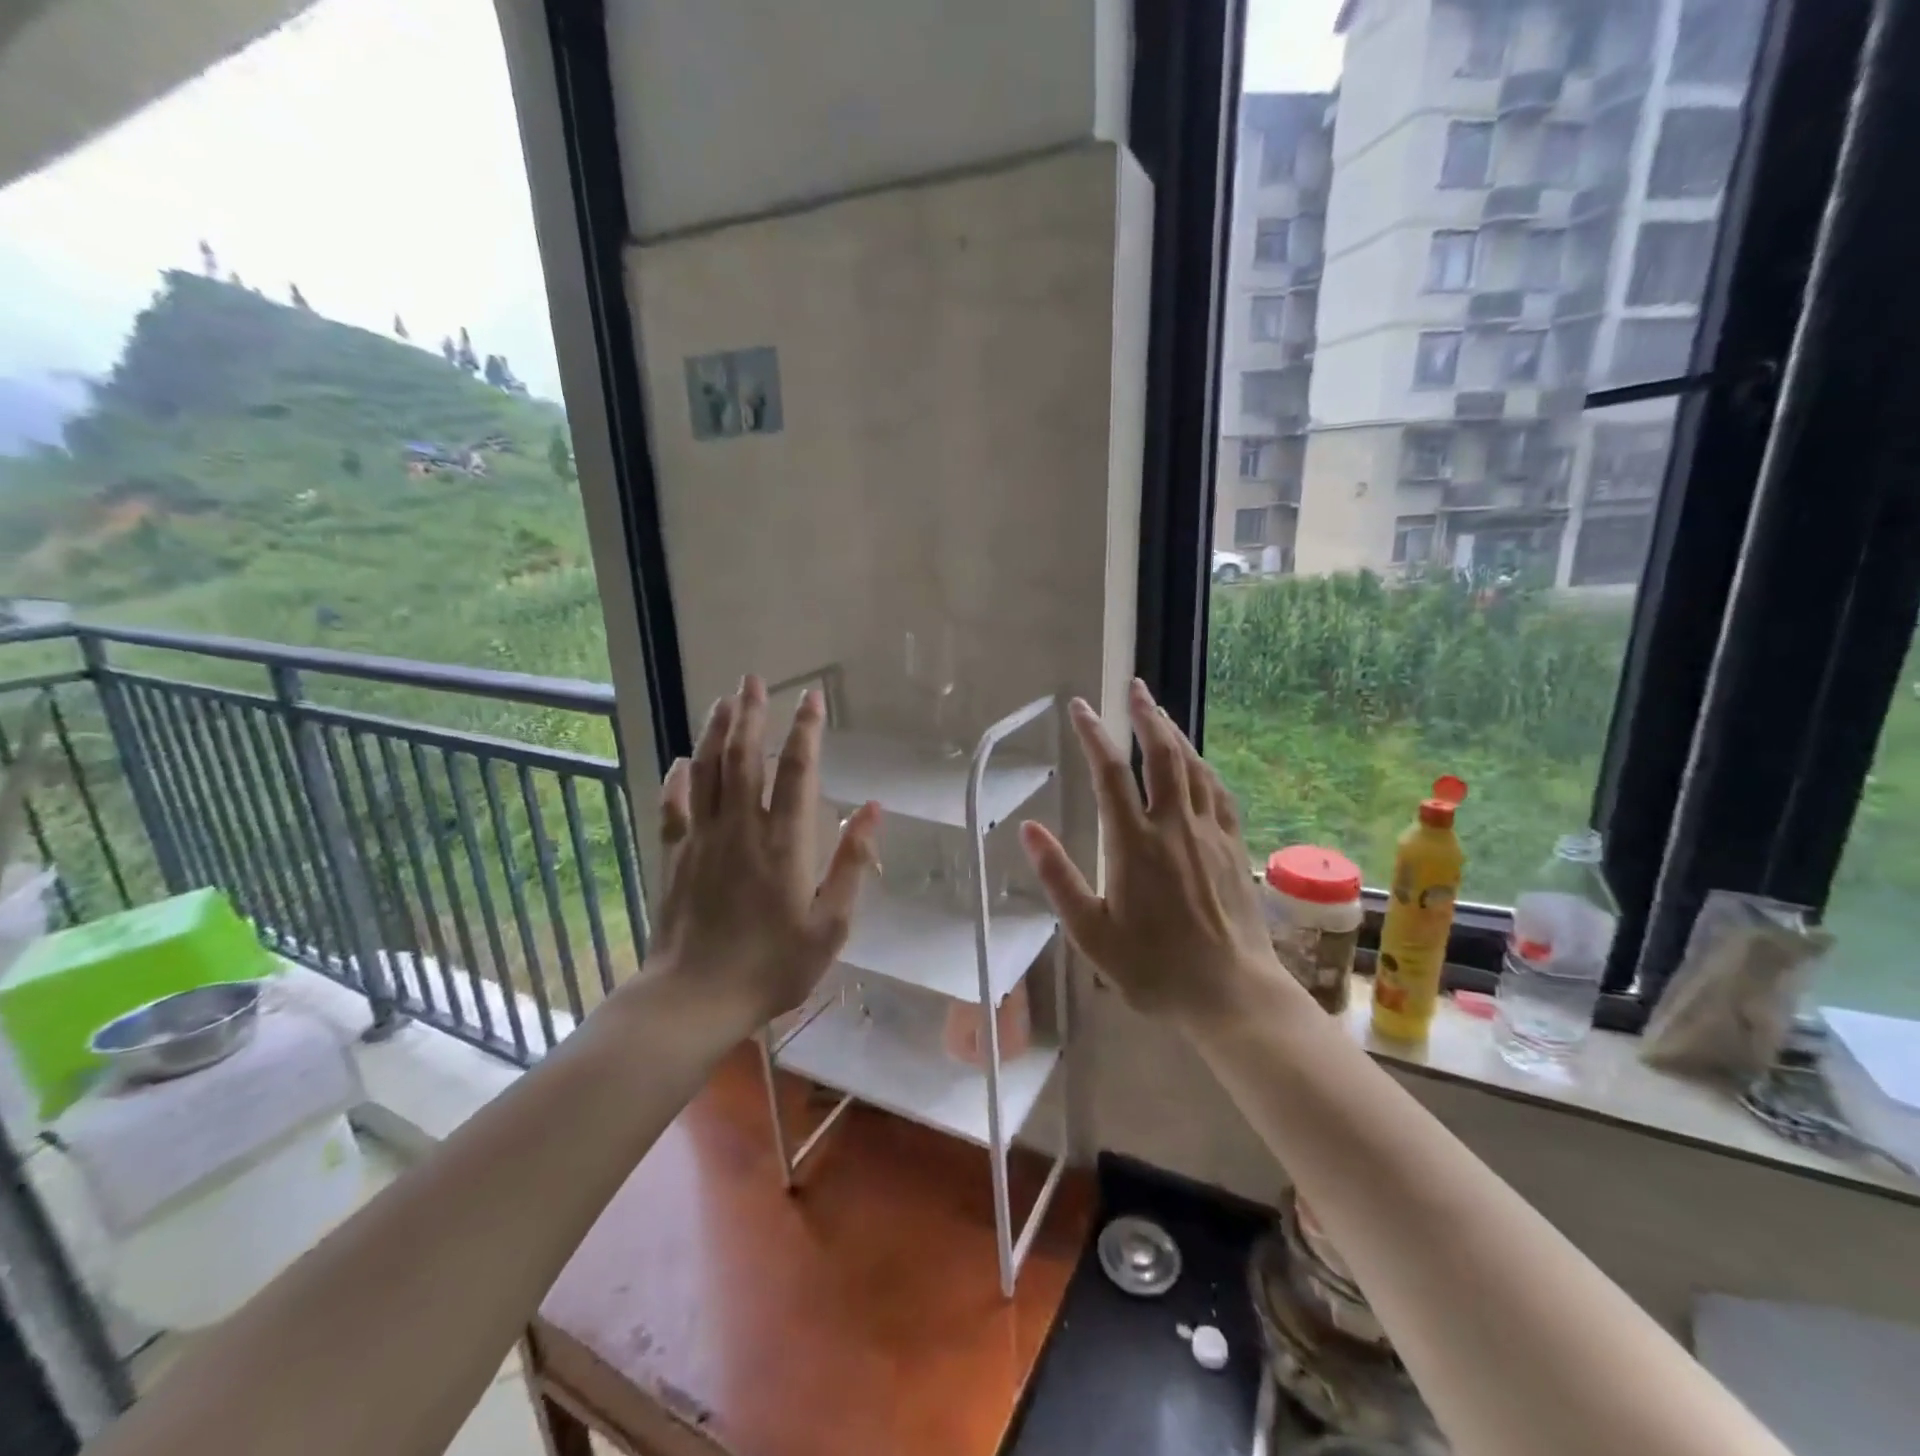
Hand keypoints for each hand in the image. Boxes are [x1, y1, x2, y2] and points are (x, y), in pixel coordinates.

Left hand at [641, 676, 880, 1028]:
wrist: (694, 999)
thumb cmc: (772, 967)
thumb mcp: (830, 925)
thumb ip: (851, 864)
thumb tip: (873, 810)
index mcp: (784, 842)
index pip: (796, 770)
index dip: (805, 730)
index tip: (812, 697)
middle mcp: (741, 828)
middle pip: (743, 757)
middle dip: (751, 714)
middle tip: (752, 679)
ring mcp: (702, 840)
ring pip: (706, 772)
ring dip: (715, 732)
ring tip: (723, 700)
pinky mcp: (675, 857)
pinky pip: (674, 807)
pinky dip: (677, 780)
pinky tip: (681, 761)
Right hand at [1019, 679, 1287, 1025]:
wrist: (1230, 993)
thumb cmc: (1152, 968)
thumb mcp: (1090, 933)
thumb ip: (1058, 878)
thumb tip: (1028, 829)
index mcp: (1134, 844)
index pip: (1110, 773)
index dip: (1093, 734)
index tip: (1079, 707)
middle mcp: (1174, 827)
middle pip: (1162, 755)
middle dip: (1145, 716)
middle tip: (1134, 687)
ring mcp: (1210, 834)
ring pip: (1194, 767)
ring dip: (1175, 733)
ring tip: (1159, 712)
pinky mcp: (1235, 847)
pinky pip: (1219, 793)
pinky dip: (1204, 767)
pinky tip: (1198, 762)